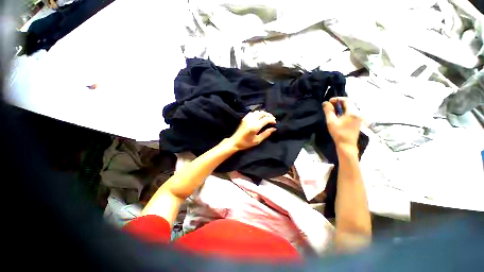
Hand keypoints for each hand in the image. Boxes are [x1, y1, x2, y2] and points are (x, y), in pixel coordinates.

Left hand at [228, 111, 276, 150]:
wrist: (235, 141)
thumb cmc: (246, 143)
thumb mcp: (257, 140)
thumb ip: (266, 134)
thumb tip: (274, 128)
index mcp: (255, 126)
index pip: (266, 119)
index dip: (272, 120)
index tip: (275, 123)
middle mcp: (251, 120)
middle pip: (262, 113)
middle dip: (269, 115)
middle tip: (272, 119)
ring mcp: (247, 118)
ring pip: (258, 111)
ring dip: (263, 113)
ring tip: (267, 118)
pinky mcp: (244, 118)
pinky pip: (253, 112)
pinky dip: (258, 113)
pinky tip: (259, 117)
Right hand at [323, 97, 361, 151]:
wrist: (347, 145)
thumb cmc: (338, 133)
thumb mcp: (331, 121)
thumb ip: (328, 111)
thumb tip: (325, 103)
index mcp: (353, 112)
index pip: (346, 100)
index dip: (337, 99)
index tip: (329, 101)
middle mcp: (358, 113)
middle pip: (348, 104)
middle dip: (338, 103)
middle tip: (329, 106)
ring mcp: (359, 118)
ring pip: (350, 108)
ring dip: (341, 108)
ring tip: (332, 111)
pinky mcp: (358, 122)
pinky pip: (351, 113)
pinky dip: (344, 112)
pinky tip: (338, 116)